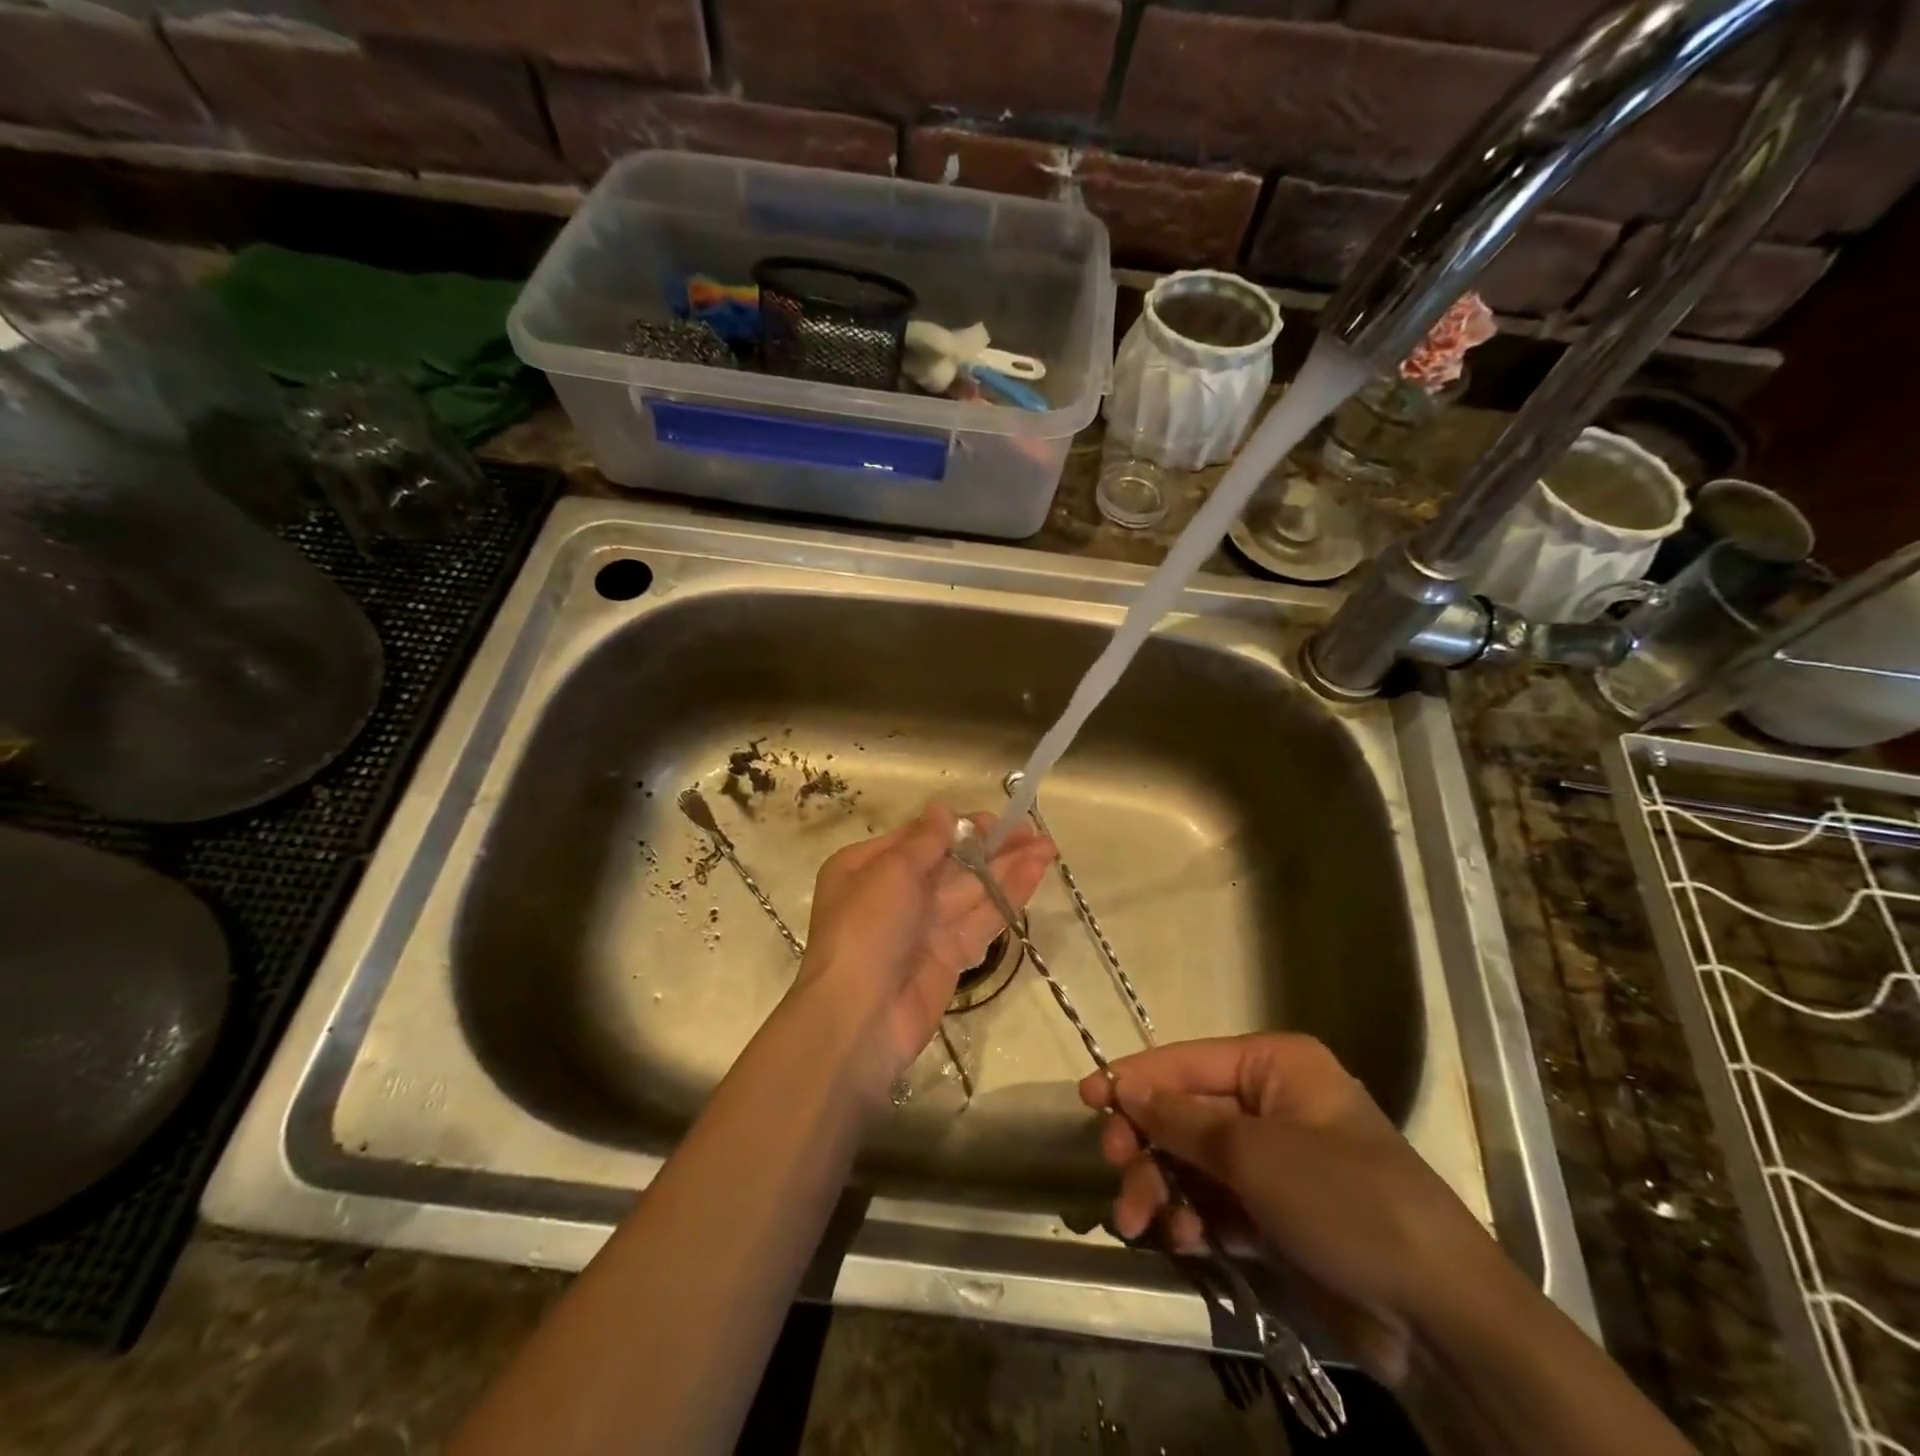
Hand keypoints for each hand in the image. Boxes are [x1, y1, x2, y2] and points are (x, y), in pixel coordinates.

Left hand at [794, 803, 1053, 1092]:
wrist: (858, 1018)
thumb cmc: (865, 930)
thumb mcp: (890, 872)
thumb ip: (924, 841)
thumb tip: (941, 810)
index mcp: (867, 868)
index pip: (919, 839)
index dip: (958, 827)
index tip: (995, 819)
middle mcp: (895, 894)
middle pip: (950, 864)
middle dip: (990, 847)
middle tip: (1032, 831)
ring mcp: (924, 927)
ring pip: (971, 890)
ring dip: (1008, 868)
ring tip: (1048, 847)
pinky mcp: (950, 956)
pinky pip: (981, 919)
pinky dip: (1007, 896)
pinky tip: (1036, 873)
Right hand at [1078, 1033, 1502, 1386]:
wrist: (1437, 1315)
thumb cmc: (1343, 1200)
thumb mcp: (1253, 1153)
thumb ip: (1181, 1120)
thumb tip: (1125, 1086)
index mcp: (1275, 1066)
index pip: (1187, 1062)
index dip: (1135, 1077)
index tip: (1087, 1097)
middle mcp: (1272, 1104)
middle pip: (1186, 1114)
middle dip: (1147, 1144)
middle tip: (1116, 1169)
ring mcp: (1274, 1161)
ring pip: (1194, 1162)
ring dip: (1163, 1188)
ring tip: (1143, 1222)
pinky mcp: (1276, 1214)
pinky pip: (1215, 1202)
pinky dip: (1193, 1217)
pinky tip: (1184, 1239)